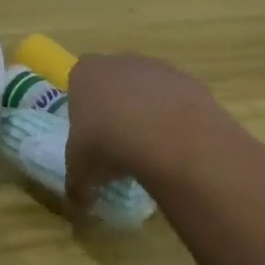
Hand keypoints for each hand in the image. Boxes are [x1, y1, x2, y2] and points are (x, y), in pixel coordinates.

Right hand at [65, 53, 226, 205]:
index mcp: (86, 73)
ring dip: (148, 113)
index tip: (90, 137)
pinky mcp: (188, 80)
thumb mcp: (80, 170)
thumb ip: (77, 183)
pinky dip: (174, 119)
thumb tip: (78, 202)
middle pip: (115, 84)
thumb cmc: (106, 143)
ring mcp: (157, 67)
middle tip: (118, 146)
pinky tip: (175, 146)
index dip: (84, 111)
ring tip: (151, 150)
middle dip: (116, 109)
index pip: (79, 84)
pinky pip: (176, 101)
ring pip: (148, 90)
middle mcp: (119, 61)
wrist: (165, 134)